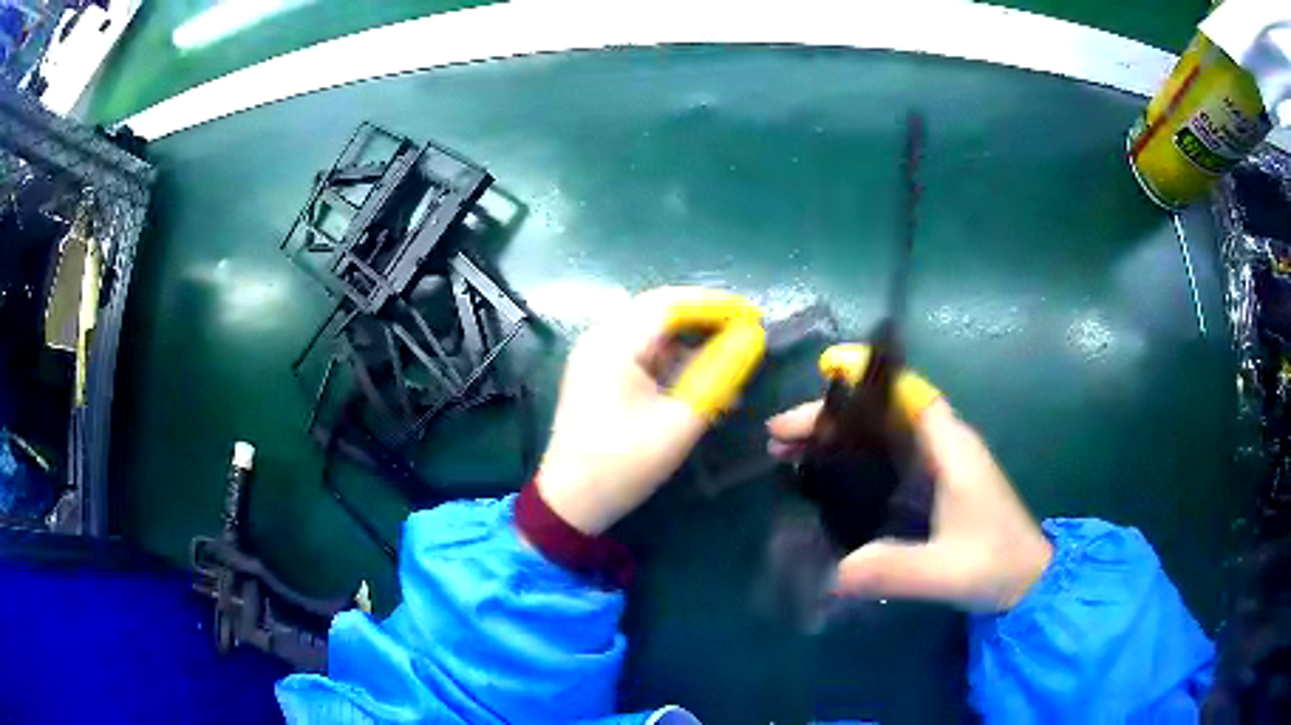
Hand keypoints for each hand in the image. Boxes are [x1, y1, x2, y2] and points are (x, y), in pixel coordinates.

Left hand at [537, 287, 764, 534]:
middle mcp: (600, 339)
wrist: (571, 502)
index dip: (716, 304)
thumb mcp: (680, 420)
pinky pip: (642, 352)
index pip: (671, 303)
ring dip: (691, 342)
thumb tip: (752, 339)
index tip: (754, 316)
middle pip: (660, 310)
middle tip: (746, 331)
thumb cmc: (624, 464)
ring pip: (652, 331)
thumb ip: (720, 373)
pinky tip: (699, 382)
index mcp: (614, 344)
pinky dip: (673, 360)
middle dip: (706, 318)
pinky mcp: (598, 374)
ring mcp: (596, 356)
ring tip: (729, 363)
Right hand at [767, 397, 1052, 612]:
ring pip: (879, 438)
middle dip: (831, 418)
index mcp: (951, 449)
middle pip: (882, 415)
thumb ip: (895, 569)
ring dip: (835, 441)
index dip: (870, 376)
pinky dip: (850, 464)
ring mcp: (937, 468)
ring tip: (786, 455)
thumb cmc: (996, 564)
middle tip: (779, 437)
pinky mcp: (932, 490)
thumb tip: (833, 573)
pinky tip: (822, 483)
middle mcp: (943, 447)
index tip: (825, 371)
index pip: (910, 393)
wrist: (1028, 582)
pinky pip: (884, 463)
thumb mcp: (946, 570)